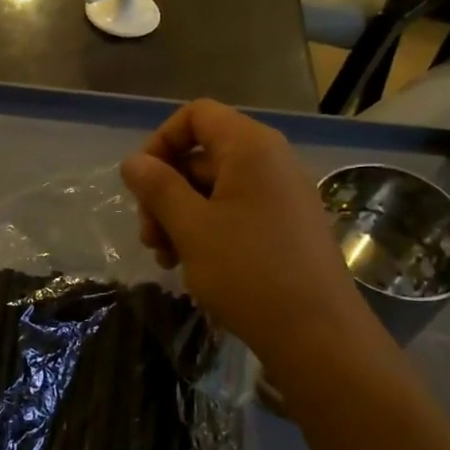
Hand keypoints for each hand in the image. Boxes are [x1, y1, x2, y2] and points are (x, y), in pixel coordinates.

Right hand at [120, 99, 382, 370]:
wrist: (316, 334)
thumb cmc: (248, 272)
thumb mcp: (191, 227)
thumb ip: (158, 187)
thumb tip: (133, 162)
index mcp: (251, 147)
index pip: (196, 115)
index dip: (161, 141)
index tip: (141, 183)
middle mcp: (271, 161)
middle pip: (202, 155)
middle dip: (165, 191)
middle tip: (148, 235)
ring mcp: (281, 194)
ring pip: (214, 188)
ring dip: (180, 216)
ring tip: (165, 258)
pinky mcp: (286, 226)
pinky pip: (236, 211)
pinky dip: (207, 229)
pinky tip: (191, 265)